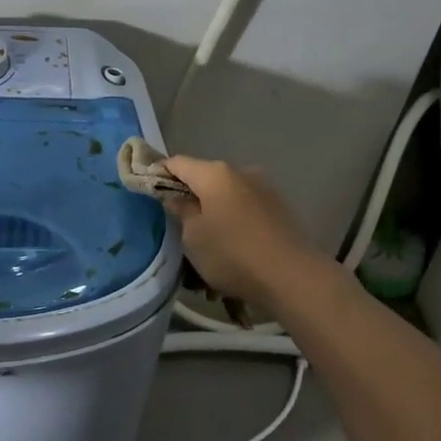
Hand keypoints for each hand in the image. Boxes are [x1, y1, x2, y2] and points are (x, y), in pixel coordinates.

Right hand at [159, 156, 326, 309]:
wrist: (292, 277)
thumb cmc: (232, 254)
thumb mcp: (193, 237)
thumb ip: (181, 210)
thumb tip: (176, 196)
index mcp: (215, 173)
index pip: (176, 163)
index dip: (158, 174)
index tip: (148, 193)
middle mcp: (241, 172)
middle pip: (204, 177)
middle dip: (190, 195)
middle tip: (177, 223)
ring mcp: (264, 188)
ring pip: (227, 194)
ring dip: (214, 210)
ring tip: (208, 240)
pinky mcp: (279, 208)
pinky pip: (246, 208)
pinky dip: (234, 220)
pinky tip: (233, 245)